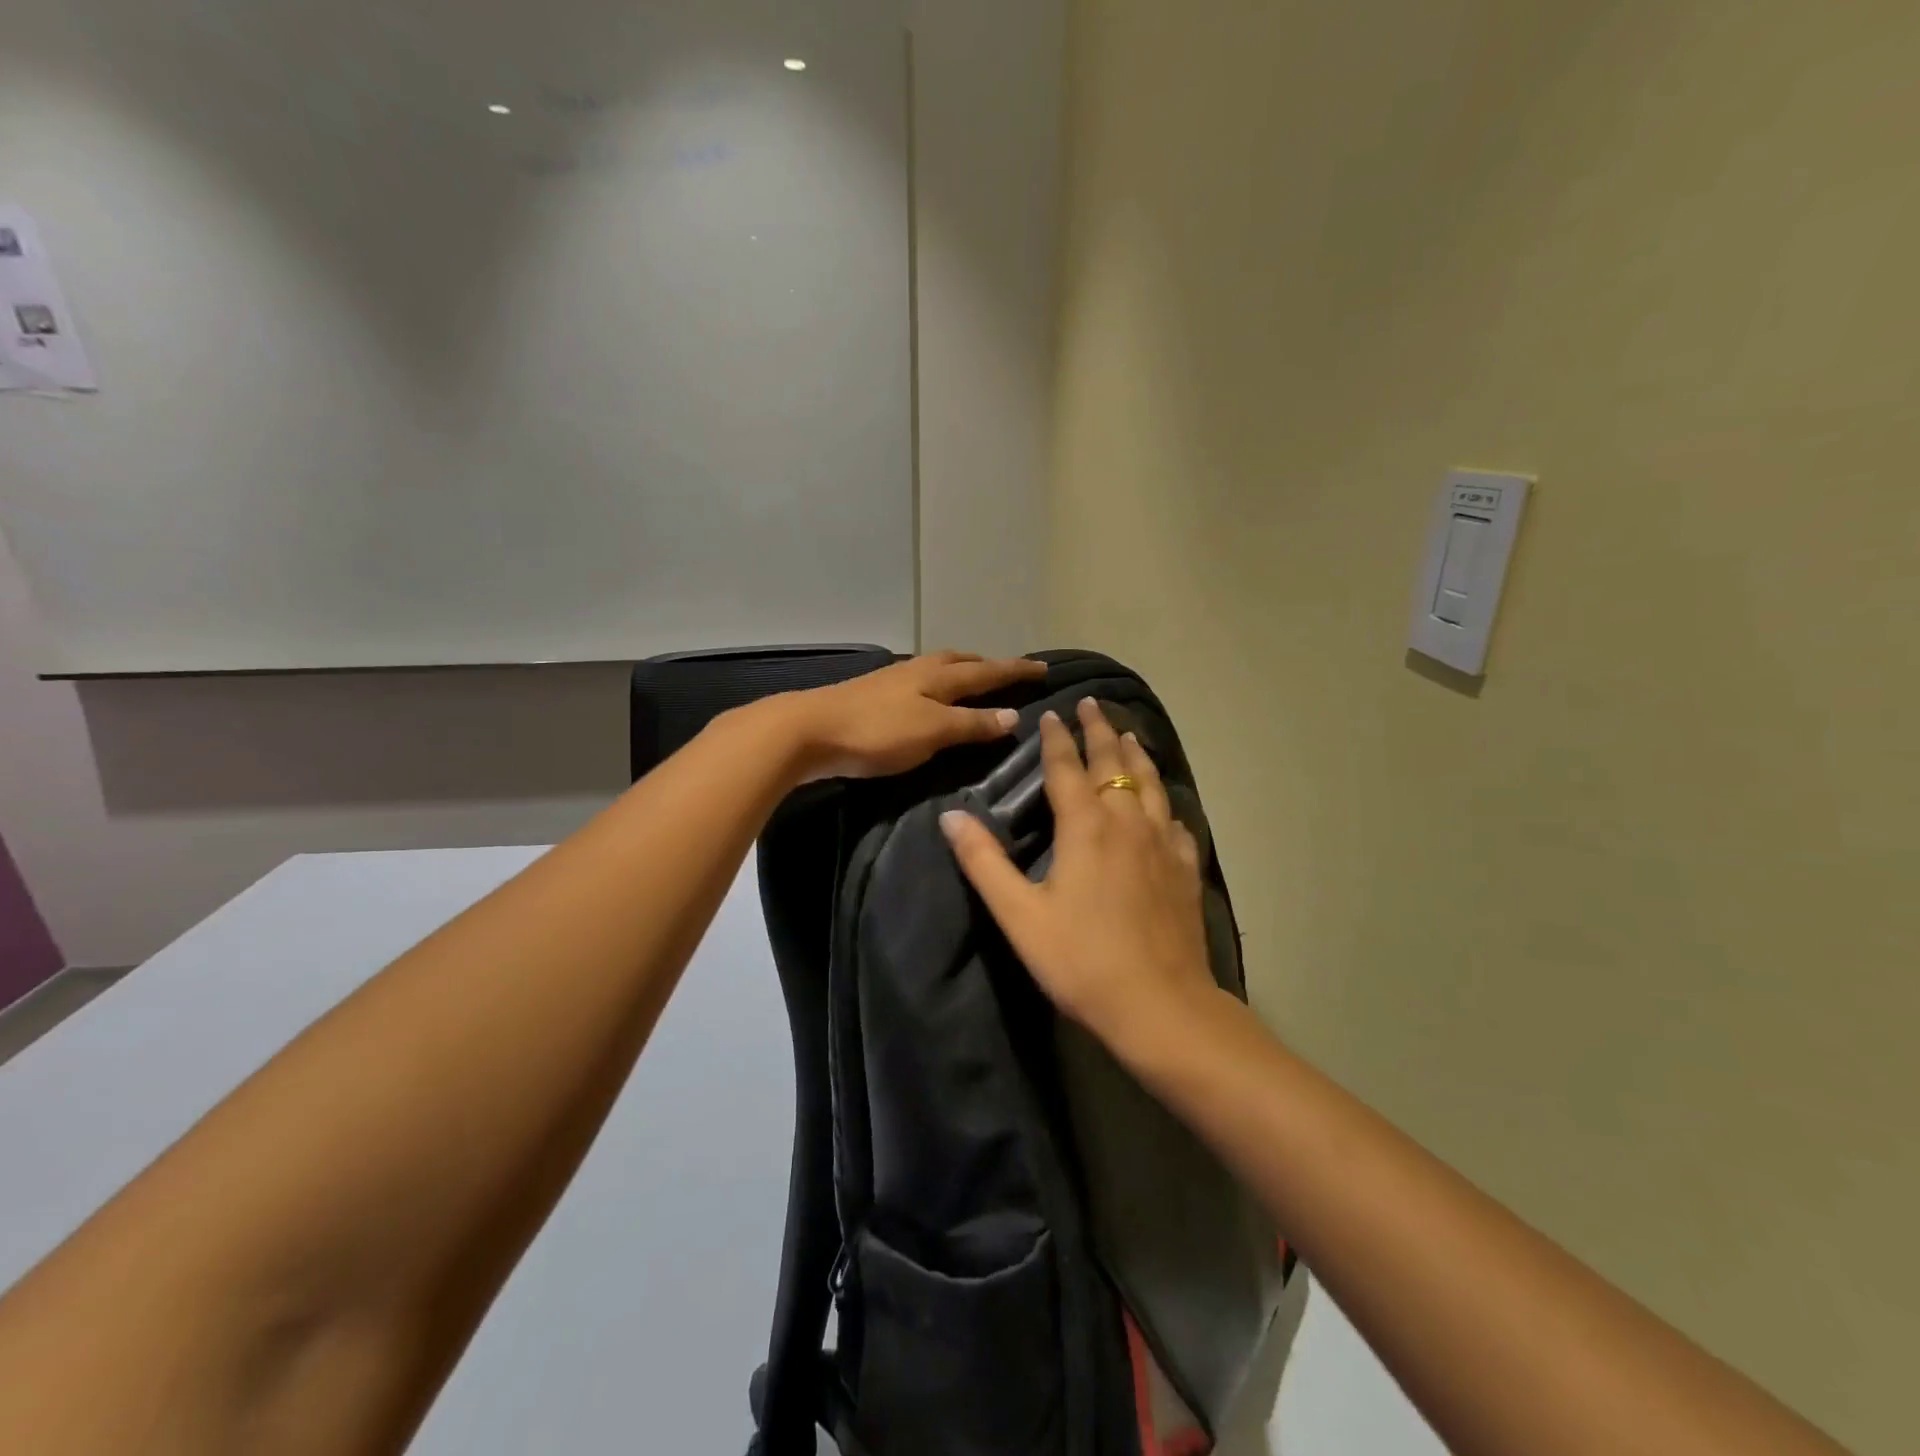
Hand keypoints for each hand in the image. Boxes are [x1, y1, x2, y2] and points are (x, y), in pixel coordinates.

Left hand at [781, 651, 1048, 781]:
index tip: (1044, 667)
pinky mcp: (872, 695)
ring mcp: (892, 681)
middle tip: (1006, 671)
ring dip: (960, 672)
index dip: (1016, 671)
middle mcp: (918, 671)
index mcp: (938, 676)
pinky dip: (936, 686)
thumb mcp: (932, 731)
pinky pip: (918, 683)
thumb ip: (971, 724)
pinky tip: (927, 698)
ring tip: (971, 681)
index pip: (987, 672)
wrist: (808, 730)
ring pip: (937, 669)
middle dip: (986, 665)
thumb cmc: (877, 732)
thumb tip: (1013, 715)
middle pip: (960, 661)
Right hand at [940, 698, 1223, 1060]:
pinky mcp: (1184, 868)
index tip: (1051, 714)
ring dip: (1135, 754)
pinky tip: (1164, 804)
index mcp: (1085, 826)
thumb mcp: (1019, 914)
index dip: (1056, 739)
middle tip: (1093, 704)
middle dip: (1100, 731)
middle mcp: (1127, 822)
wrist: (1160, 1005)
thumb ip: (984, 862)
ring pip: (1150, 783)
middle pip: (1113, 763)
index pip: (1067, 768)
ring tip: (1128, 734)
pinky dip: (1164, 800)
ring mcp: (1162, 843)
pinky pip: (1175, 818)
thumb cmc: (1081, 960)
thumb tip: (951, 817)